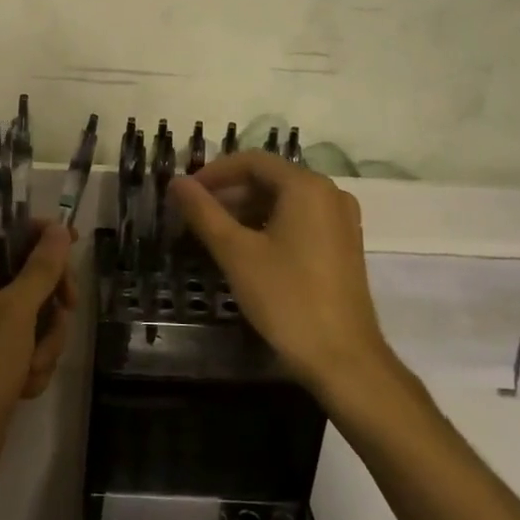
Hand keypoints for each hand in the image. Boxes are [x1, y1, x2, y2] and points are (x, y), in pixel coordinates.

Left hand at [0, 217, 75, 515]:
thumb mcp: (14, 311)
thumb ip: (41, 268)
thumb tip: (59, 229)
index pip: (2, 227)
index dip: (36, 228)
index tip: (69, 242)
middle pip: (30, 271)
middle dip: (53, 295)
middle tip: (67, 306)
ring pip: (39, 313)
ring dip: (47, 339)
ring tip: (31, 363)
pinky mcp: (2, 363)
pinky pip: (34, 347)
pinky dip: (36, 364)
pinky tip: (24, 386)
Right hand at [170, 152, 398, 400]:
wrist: (343, 358)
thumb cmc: (286, 299)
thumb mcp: (236, 253)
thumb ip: (204, 213)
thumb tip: (176, 183)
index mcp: (307, 187)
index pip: (253, 161)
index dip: (214, 173)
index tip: (185, 193)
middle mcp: (330, 194)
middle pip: (270, 179)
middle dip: (229, 193)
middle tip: (194, 215)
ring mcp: (341, 221)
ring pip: (284, 201)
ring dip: (246, 210)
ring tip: (213, 234)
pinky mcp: (343, 246)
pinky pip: (299, 220)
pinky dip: (269, 226)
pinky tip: (245, 250)